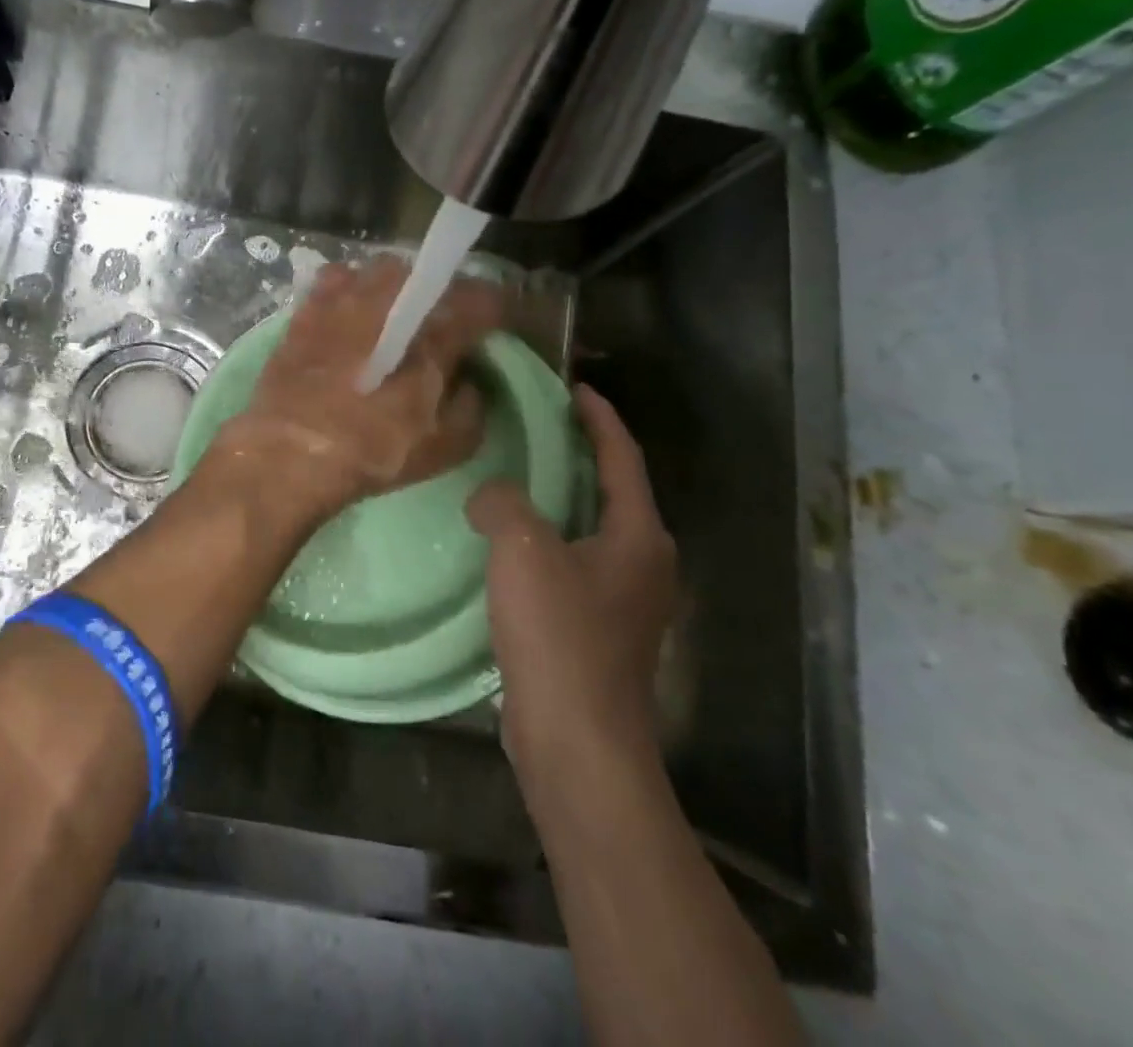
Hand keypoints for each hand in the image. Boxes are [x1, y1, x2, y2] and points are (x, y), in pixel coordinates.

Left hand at [210, 256, 501, 517]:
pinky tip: (349, 313)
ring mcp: (341, 300)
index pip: (479, 300)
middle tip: (444, 318)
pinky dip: (351, 289)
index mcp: (431, 333)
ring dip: (396, 285)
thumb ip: (471, 407)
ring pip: (380, 270)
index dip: (496, 307)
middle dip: (442, 291)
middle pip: (427, 275)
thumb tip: (468, 382)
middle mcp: (387, 302)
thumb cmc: (372, 451)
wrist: (289, 452)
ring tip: (395, 311)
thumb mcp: (445, 446)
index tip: (499, 319)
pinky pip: (336, 281)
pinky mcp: (306, 310)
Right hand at [468, 384, 678, 798]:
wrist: (576, 743)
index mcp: (638, 537)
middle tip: (535, 428)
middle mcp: (642, 564)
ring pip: (590, 531)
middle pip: (613, 492)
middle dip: (579, 456)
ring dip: (559, 500)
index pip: (623, 459)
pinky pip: (571, 565)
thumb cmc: (560, 637)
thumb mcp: (523, 550)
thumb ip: (503, 502)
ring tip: (514, 478)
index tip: (574, 388)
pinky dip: (545, 541)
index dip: (600, 419)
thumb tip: (490, 495)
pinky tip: (507, 545)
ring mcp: (623, 603)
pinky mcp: (597, 632)